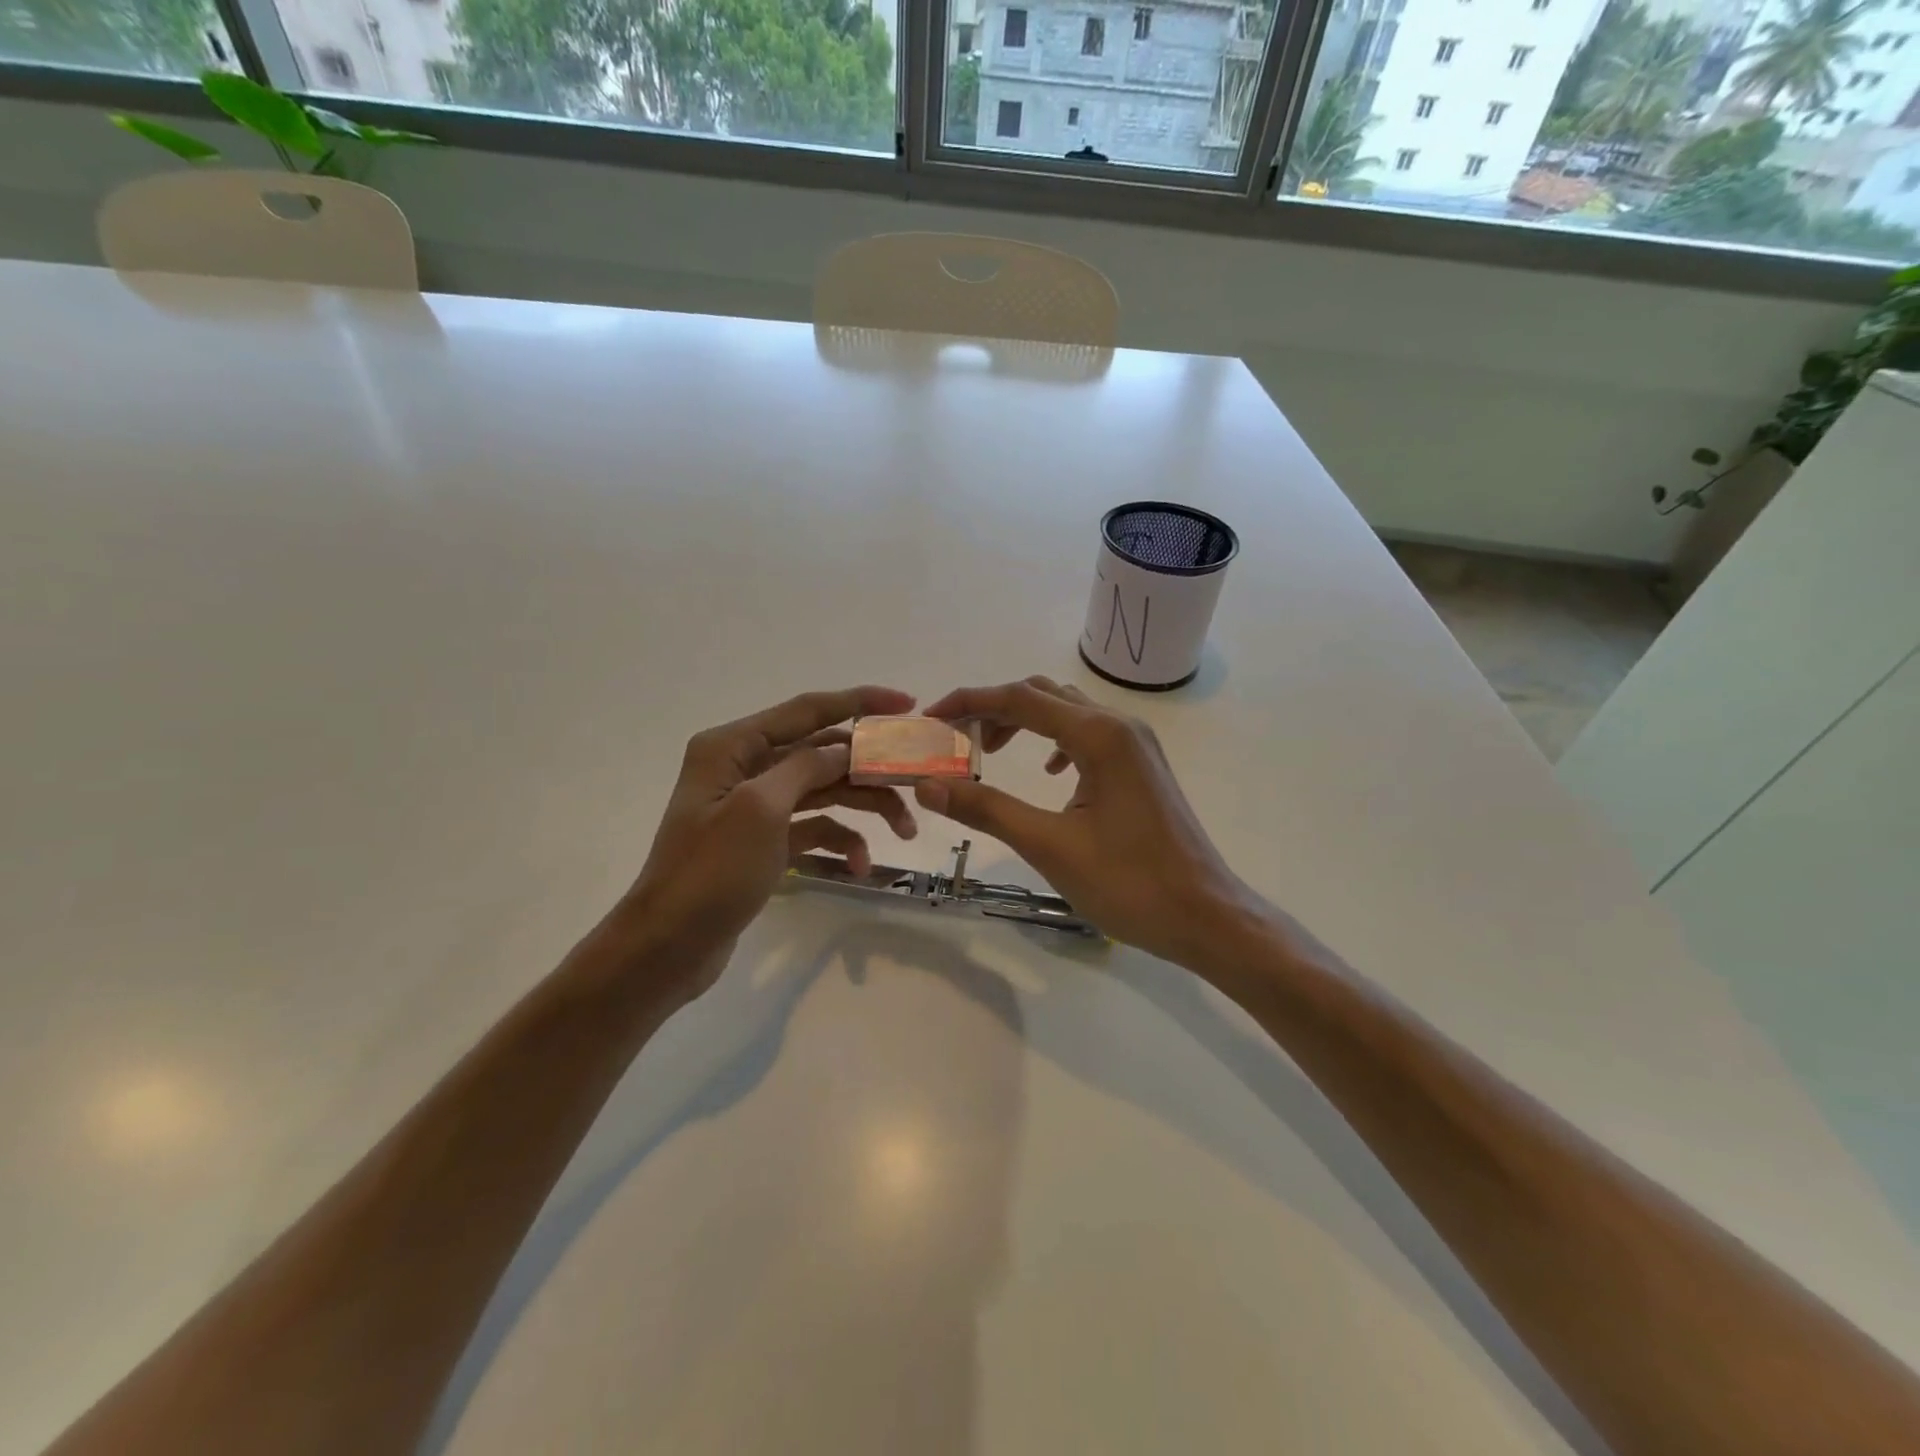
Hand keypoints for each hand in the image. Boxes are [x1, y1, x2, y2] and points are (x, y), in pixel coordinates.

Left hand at [612, 685, 918, 1000]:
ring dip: (864, 806)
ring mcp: (755, 806)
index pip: (807, 710)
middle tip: (916, 779)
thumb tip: (845, 748)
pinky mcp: (765, 841)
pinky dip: (839, 841)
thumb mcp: (761, 809)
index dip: (859, 702)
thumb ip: (807, 767)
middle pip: (822, 752)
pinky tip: (859, 865)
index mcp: (733, 746)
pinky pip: (814, 828)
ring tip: (905, 830)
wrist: (668, 947)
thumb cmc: (710, 872)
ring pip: (824, 791)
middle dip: (869, 767)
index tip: (908, 703)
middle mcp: (744, 767)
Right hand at [915, 677, 1253, 967]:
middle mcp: (1119, 726)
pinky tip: (1047, 772)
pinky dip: (1054, 740)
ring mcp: (1136, 744)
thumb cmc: (1129, 884)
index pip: (1020, 699)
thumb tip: (928, 786)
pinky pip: (1088, 734)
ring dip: (1023, 722)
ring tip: (988, 752)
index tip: (931, 718)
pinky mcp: (1141, 765)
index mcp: (1099, 736)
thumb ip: (987, 809)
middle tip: (955, 741)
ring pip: (1066, 711)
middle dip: (993, 709)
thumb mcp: (1050, 846)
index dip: (969, 702)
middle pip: (1042, 695)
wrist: (1206, 916)